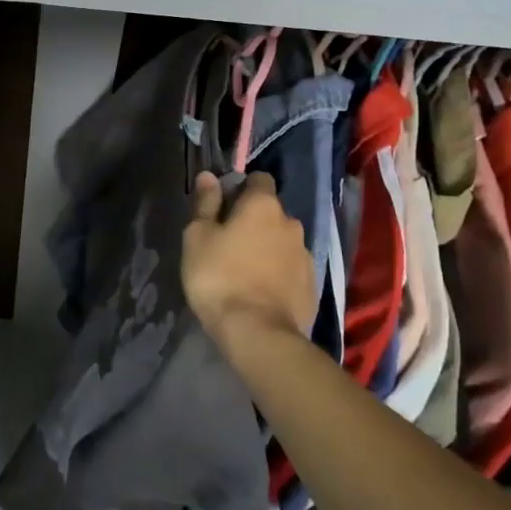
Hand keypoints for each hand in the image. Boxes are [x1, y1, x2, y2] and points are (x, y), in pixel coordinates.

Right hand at [181, 171, 316, 343]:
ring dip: (267, 248)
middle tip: (228, 243)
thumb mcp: (198, 237)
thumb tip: (209, 176)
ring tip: (245, 271)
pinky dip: (278, 273)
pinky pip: (291, 269)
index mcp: (263, 206)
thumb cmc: (219, 277)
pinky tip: (261, 291)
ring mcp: (305, 255)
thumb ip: (205, 203)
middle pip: (271, 212)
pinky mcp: (312, 286)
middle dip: (254, 221)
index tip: (223, 206)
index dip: (241, 188)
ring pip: (282, 242)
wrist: (259, 333)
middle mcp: (291, 223)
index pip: (259, 179)